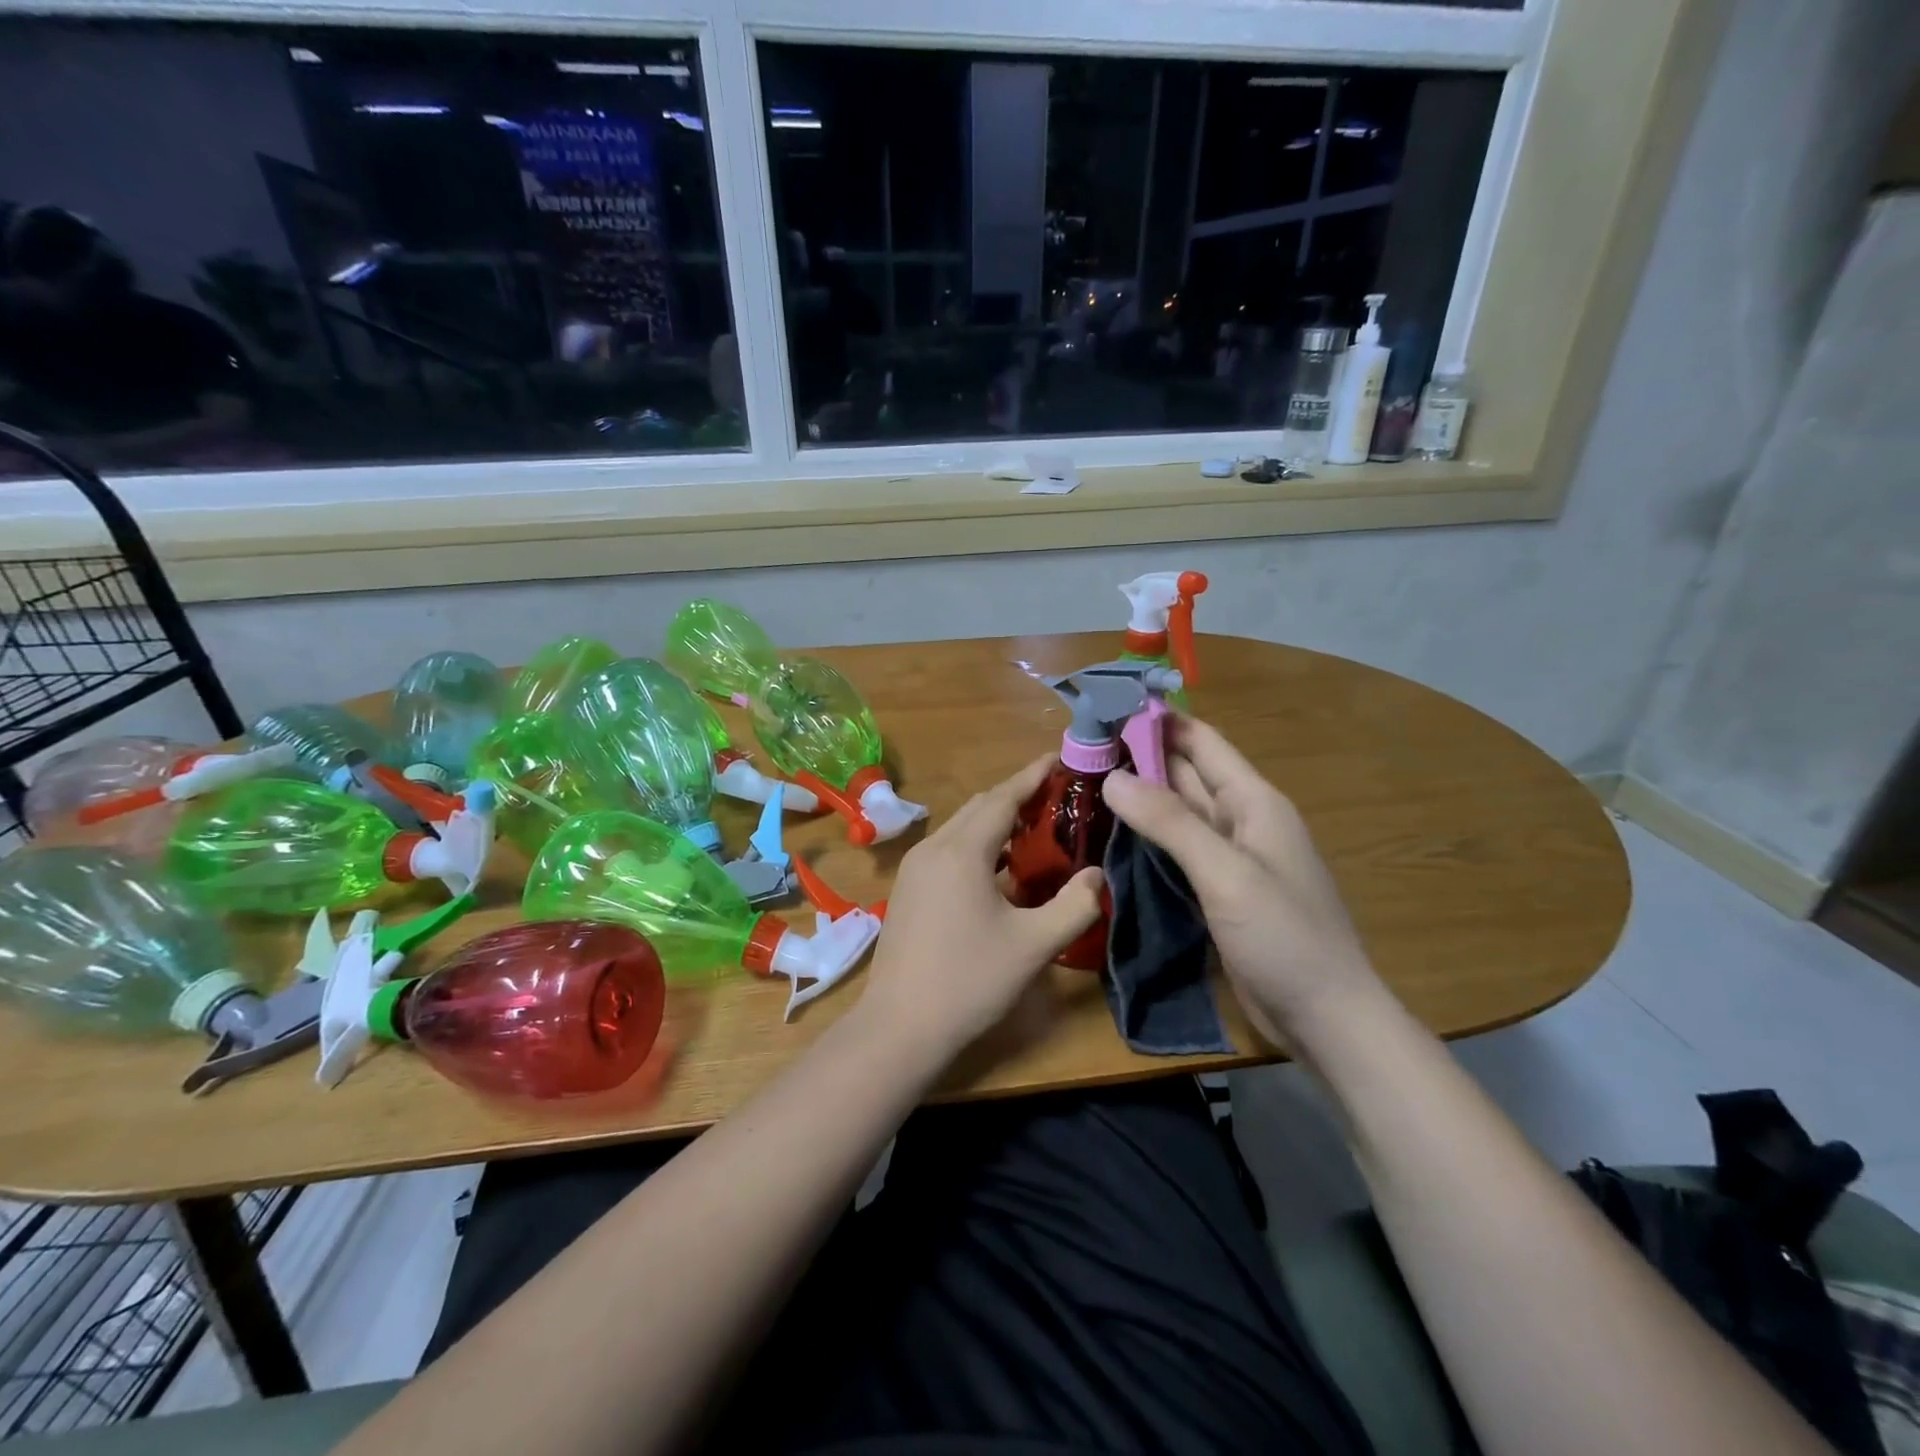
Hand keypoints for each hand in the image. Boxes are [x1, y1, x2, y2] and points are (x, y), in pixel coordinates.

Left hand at [859, 755, 1103, 1059]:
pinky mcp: (907, 890)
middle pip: (980, 807)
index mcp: (962, 851)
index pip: (1003, 797)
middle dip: (1017, 796)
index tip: (1060, 758)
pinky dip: (977, 845)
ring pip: (961, 828)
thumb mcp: (1034, 945)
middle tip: (1058, 797)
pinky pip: (948, 850)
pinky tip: (1000, 870)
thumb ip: (1075, 905)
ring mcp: (914, 869)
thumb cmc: (970, 981)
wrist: (899, 1027)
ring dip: (996, 822)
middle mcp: (933, 848)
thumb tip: (1097, 874)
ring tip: (1036, 830)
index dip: (1033, 775)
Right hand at [1103, 716, 1381, 1045]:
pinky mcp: (1217, 890)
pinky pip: (1177, 849)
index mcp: (1253, 801)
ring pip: (1178, 812)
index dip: (1158, 721)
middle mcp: (1241, 820)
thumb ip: (1170, 823)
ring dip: (1139, 796)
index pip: (1201, 742)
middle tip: (1081, 748)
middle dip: (1138, 756)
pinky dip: (1147, 837)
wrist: (1325, 1018)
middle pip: (1185, 773)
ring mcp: (1229, 857)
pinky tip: (1114, 835)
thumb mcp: (1226, 874)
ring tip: (1085, 783)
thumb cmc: (1284, 937)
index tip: (1106, 708)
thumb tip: (1113, 778)